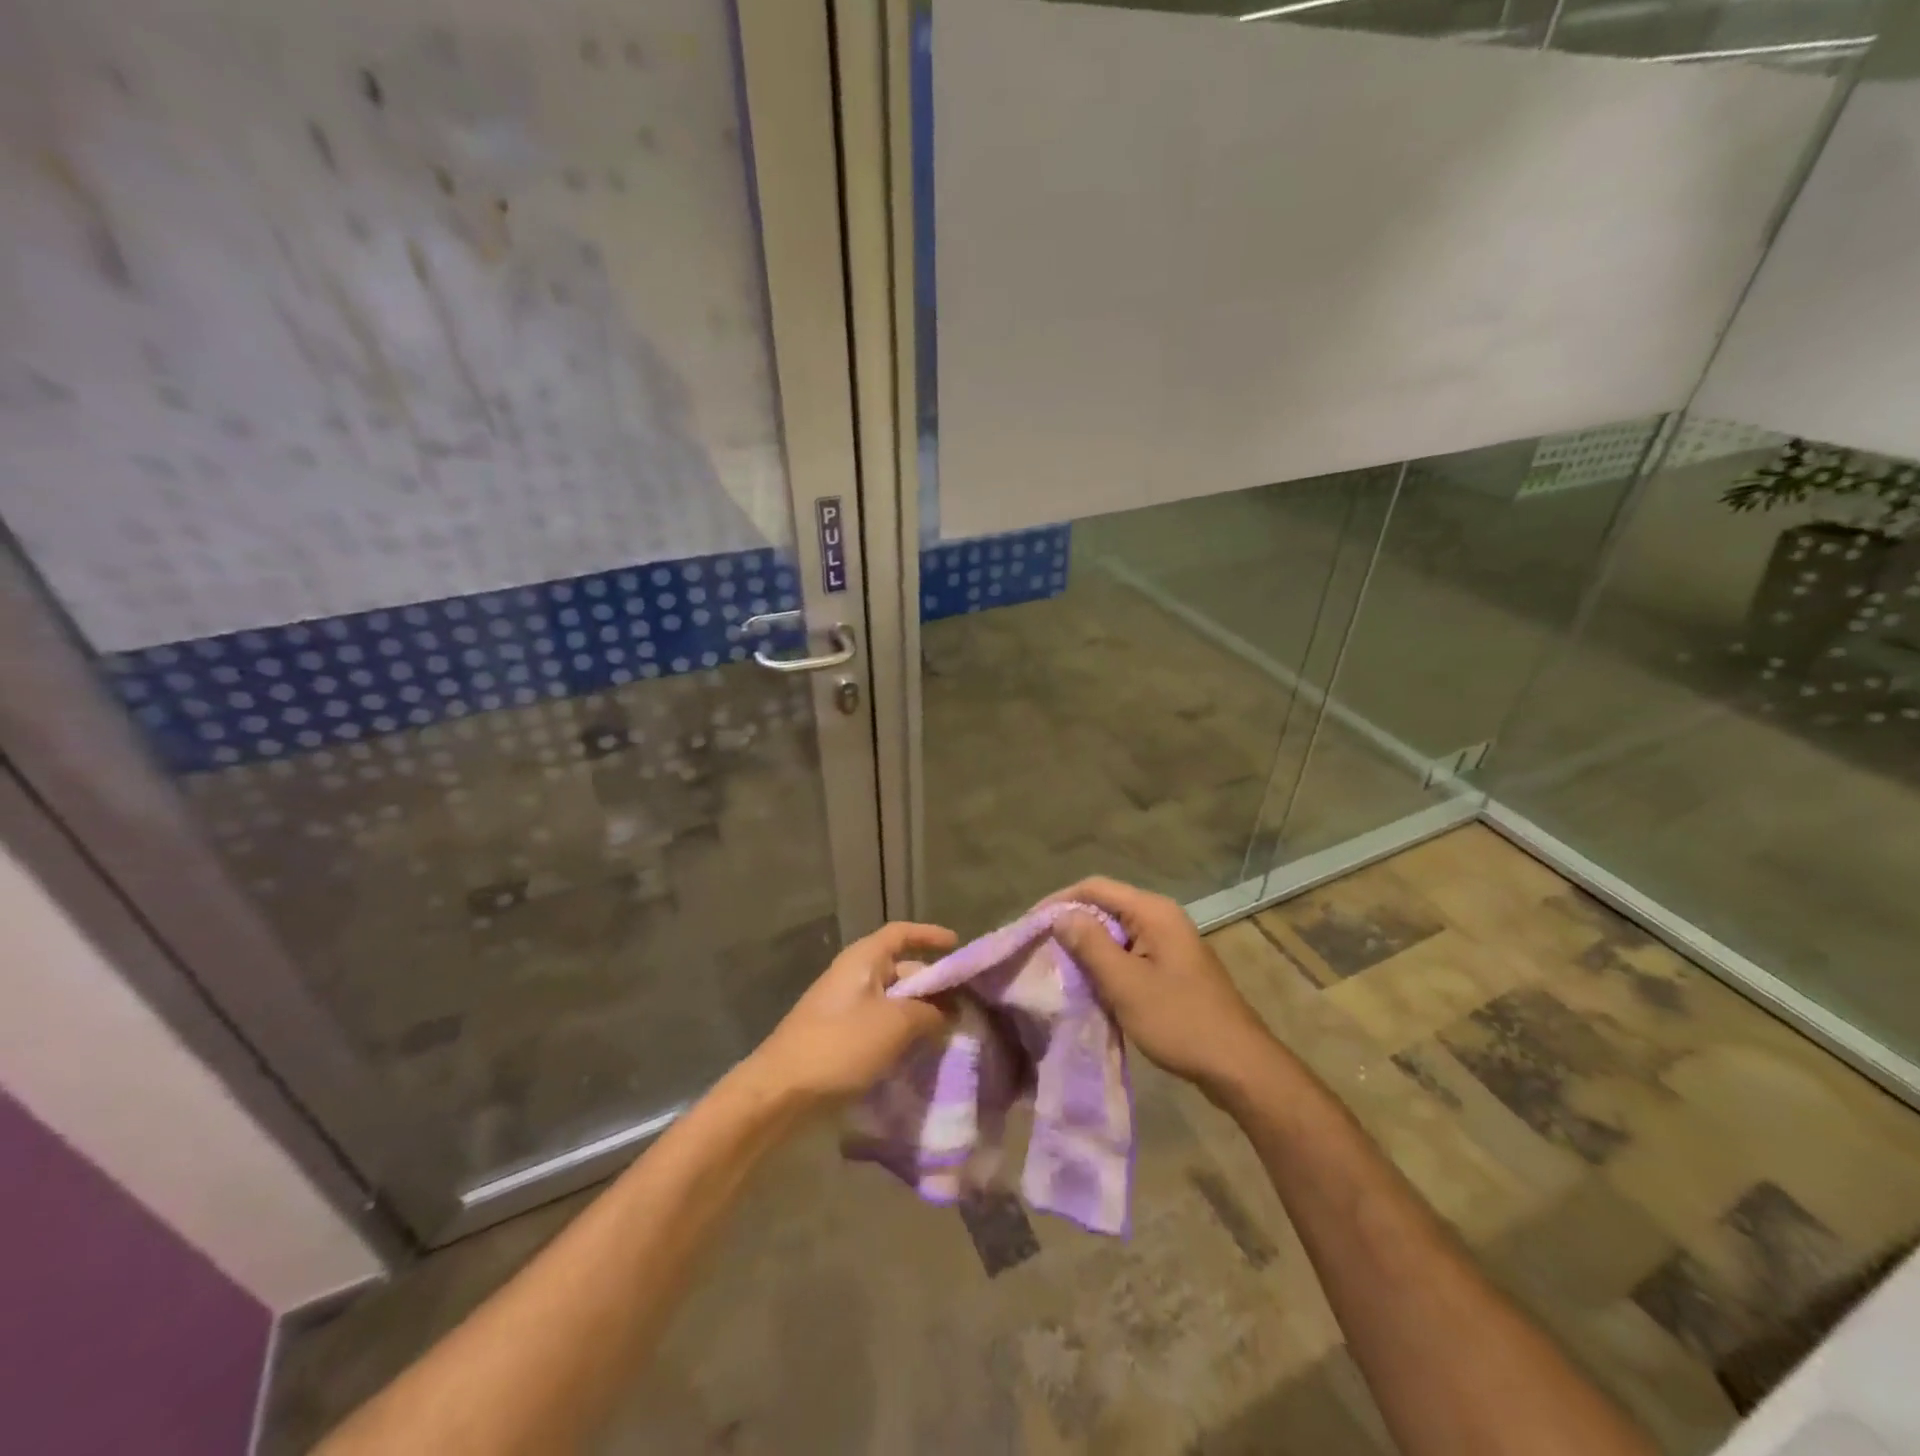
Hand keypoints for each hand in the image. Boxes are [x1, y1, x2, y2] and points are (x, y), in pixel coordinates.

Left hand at [747, 921, 958, 1108]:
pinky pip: (879, 1024)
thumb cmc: (840, 1045)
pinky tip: (919, 1053)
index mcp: (863, 959)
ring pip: (891, 1000)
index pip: (901, 933)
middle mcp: (853, 976)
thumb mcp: (895, 1024)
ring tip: (948, 1032)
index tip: (958, 946)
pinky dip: (900, 1032)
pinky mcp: (839, 1037)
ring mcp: (843, 1007)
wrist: (781, 1091)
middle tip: (963, 1005)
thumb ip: (929, 1012)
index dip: (929, 935)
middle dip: (931, 985)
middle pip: (900, 968)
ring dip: (918, 1013)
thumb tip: (948, 1012)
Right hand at [1048, 877, 1274, 1100]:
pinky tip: (1088, 985)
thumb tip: (1061, 916)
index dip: (1059, 901)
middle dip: (1071, 924)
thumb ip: (1090, 944)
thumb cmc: (1179, 1021)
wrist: (1238, 1065)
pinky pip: (1130, 953)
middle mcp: (1162, 918)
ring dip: (1087, 947)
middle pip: (1105, 907)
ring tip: (1055, 966)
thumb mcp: (1125, 984)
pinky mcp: (1172, 967)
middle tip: (1038, 947)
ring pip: (1116, 932)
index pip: (1095, 888)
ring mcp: (1169, 943)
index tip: (1029, 925)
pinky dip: (1106, 964)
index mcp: (1153, 912)